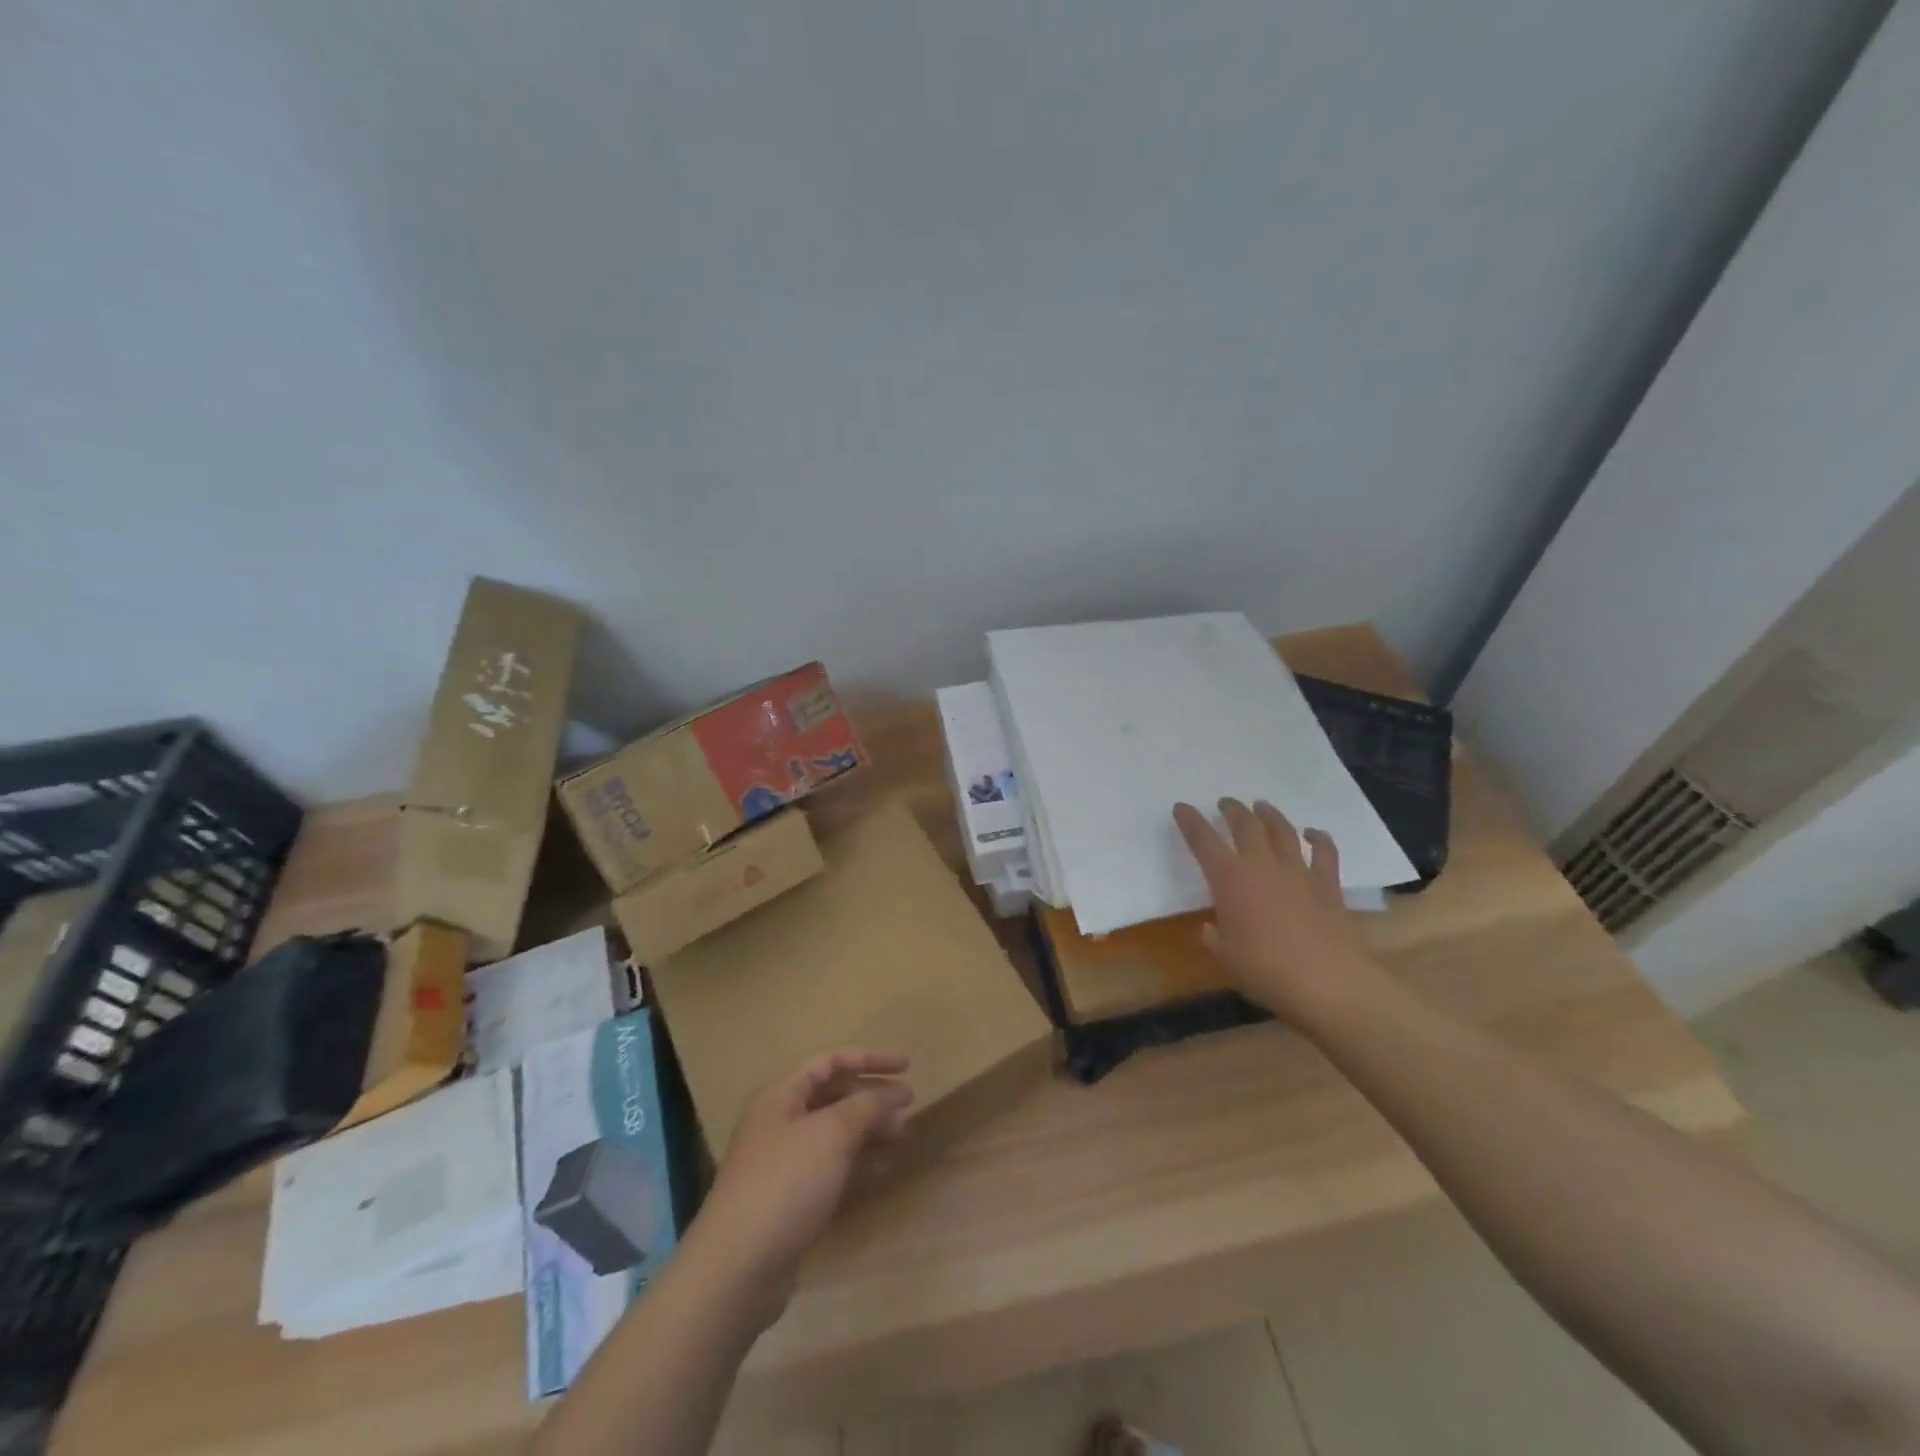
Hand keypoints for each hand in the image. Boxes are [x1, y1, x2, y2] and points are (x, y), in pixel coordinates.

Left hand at [691, 1048, 911, 1320]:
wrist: (736, 1269)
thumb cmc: (785, 1183)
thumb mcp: (832, 1133)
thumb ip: (867, 1106)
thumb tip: (893, 1094)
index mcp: (781, 1096)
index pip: (830, 1062)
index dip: (869, 1059)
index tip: (907, 1065)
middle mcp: (779, 1123)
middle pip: (832, 1096)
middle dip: (871, 1096)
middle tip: (909, 1105)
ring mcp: (782, 1164)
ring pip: (833, 1134)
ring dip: (868, 1129)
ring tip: (901, 1135)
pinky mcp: (789, 1202)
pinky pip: (830, 1168)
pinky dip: (857, 1164)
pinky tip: (881, 1170)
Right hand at [1173, 797, 1384, 1021]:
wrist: (1327, 983)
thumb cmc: (1265, 970)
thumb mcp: (1226, 956)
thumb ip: (1215, 937)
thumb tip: (1212, 928)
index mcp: (1229, 878)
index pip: (1203, 840)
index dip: (1190, 821)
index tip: (1181, 807)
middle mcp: (1262, 865)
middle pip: (1245, 825)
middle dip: (1232, 810)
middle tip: (1225, 803)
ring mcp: (1298, 871)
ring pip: (1282, 830)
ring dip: (1269, 815)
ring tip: (1261, 806)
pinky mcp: (1328, 884)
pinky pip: (1324, 852)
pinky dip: (1319, 838)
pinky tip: (1313, 833)